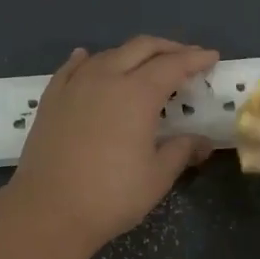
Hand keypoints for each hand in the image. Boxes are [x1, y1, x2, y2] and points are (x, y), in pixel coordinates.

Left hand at [7, 37, 218, 254]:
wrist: (48, 210)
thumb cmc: (111, 195)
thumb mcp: (157, 177)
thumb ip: (181, 151)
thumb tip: (202, 142)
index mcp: (137, 93)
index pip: (173, 65)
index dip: (195, 59)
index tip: (211, 57)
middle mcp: (106, 78)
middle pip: (140, 48)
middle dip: (167, 48)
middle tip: (186, 57)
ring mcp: (75, 86)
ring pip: (107, 54)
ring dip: (131, 54)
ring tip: (144, 64)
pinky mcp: (51, 99)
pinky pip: (71, 68)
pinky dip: (87, 59)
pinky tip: (88, 58)